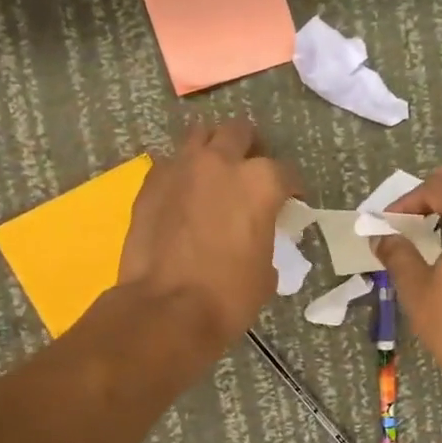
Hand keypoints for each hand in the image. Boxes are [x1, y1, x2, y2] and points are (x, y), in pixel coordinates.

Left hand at [118, 119, 300, 349]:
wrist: (166, 309)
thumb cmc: (228, 295)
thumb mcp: (266, 270)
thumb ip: (265, 238)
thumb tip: (256, 236)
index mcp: (260, 182)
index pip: (285, 172)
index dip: (291, 188)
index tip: (290, 201)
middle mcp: (221, 162)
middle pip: (239, 133)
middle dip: (249, 147)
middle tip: (250, 172)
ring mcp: (181, 168)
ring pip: (200, 135)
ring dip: (211, 148)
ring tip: (214, 172)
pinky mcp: (150, 183)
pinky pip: (170, 164)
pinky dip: (181, 173)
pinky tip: (183, 195)